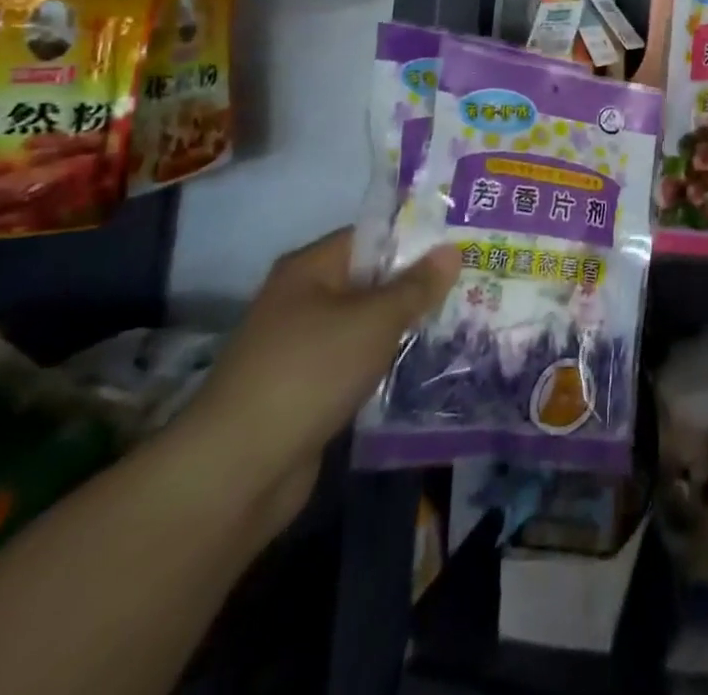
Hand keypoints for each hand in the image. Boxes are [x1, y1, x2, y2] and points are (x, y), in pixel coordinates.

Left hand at [177, 230, 460, 528]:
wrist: (237, 471)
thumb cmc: (310, 372)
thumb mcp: (374, 320)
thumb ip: (416, 285)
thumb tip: (451, 250)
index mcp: (309, 269)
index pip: (370, 236)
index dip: (415, 238)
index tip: (461, 246)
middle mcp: (300, 300)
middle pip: (369, 280)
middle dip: (415, 285)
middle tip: (471, 284)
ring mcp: (299, 348)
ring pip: (363, 325)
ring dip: (401, 328)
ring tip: (457, 322)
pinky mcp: (303, 391)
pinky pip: (354, 363)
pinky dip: (382, 364)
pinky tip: (421, 366)